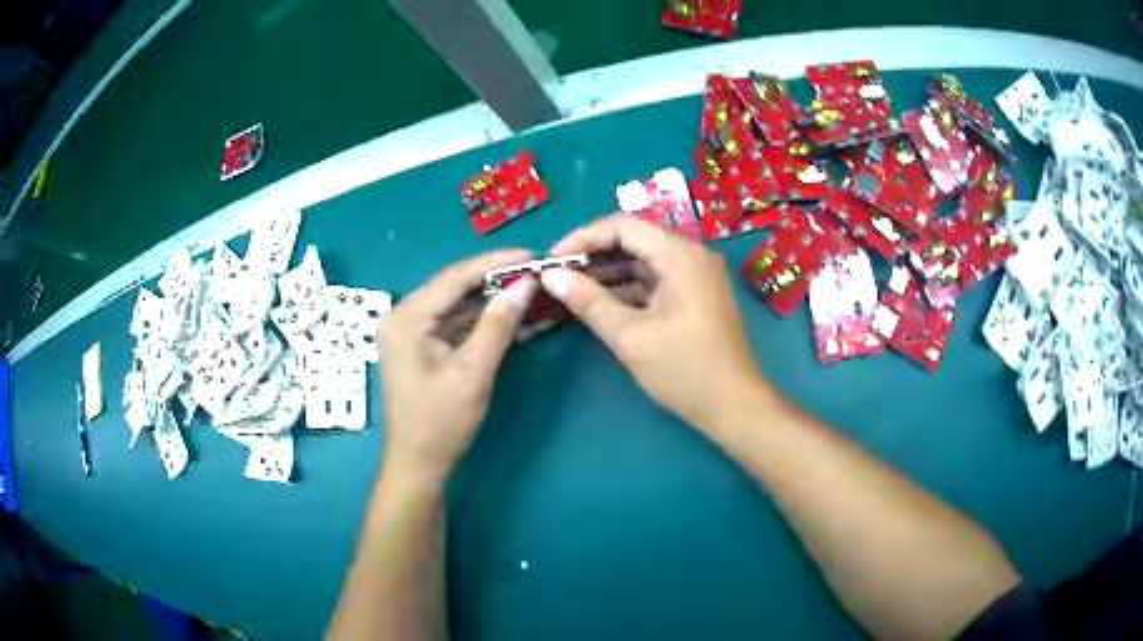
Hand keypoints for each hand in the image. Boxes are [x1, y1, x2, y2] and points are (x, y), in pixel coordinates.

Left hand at [378, 250, 536, 483]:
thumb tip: (525, 284)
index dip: (494, 263)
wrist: (418, 464)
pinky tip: (508, 315)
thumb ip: (497, 325)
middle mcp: (403, 316)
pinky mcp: (419, 346)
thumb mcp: (473, 372)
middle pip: (453, 287)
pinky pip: (453, 323)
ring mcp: (409, 331)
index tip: (530, 255)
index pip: (454, 277)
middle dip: (494, 279)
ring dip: (489, 300)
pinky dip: (479, 320)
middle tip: (534, 272)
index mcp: (407, 317)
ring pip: (455, 305)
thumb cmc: (441, 422)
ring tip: (528, 289)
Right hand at [540, 215, 771, 432]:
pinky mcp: (694, 295)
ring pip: (643, 262)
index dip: (582, 238)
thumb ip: (588, 301)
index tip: (552, 261)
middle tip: (557, 277)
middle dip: (593, 257)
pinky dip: (627, 289)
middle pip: (633, 240)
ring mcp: (695, 275)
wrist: (735, 406)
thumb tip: (550, 275)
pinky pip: (654, 281)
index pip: (622, 226)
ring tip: (569, 291)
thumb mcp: (630, 336)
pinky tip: (599, 304)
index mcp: (680, 254)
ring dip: (607, 274)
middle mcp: (691, 255)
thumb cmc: (685, 370)